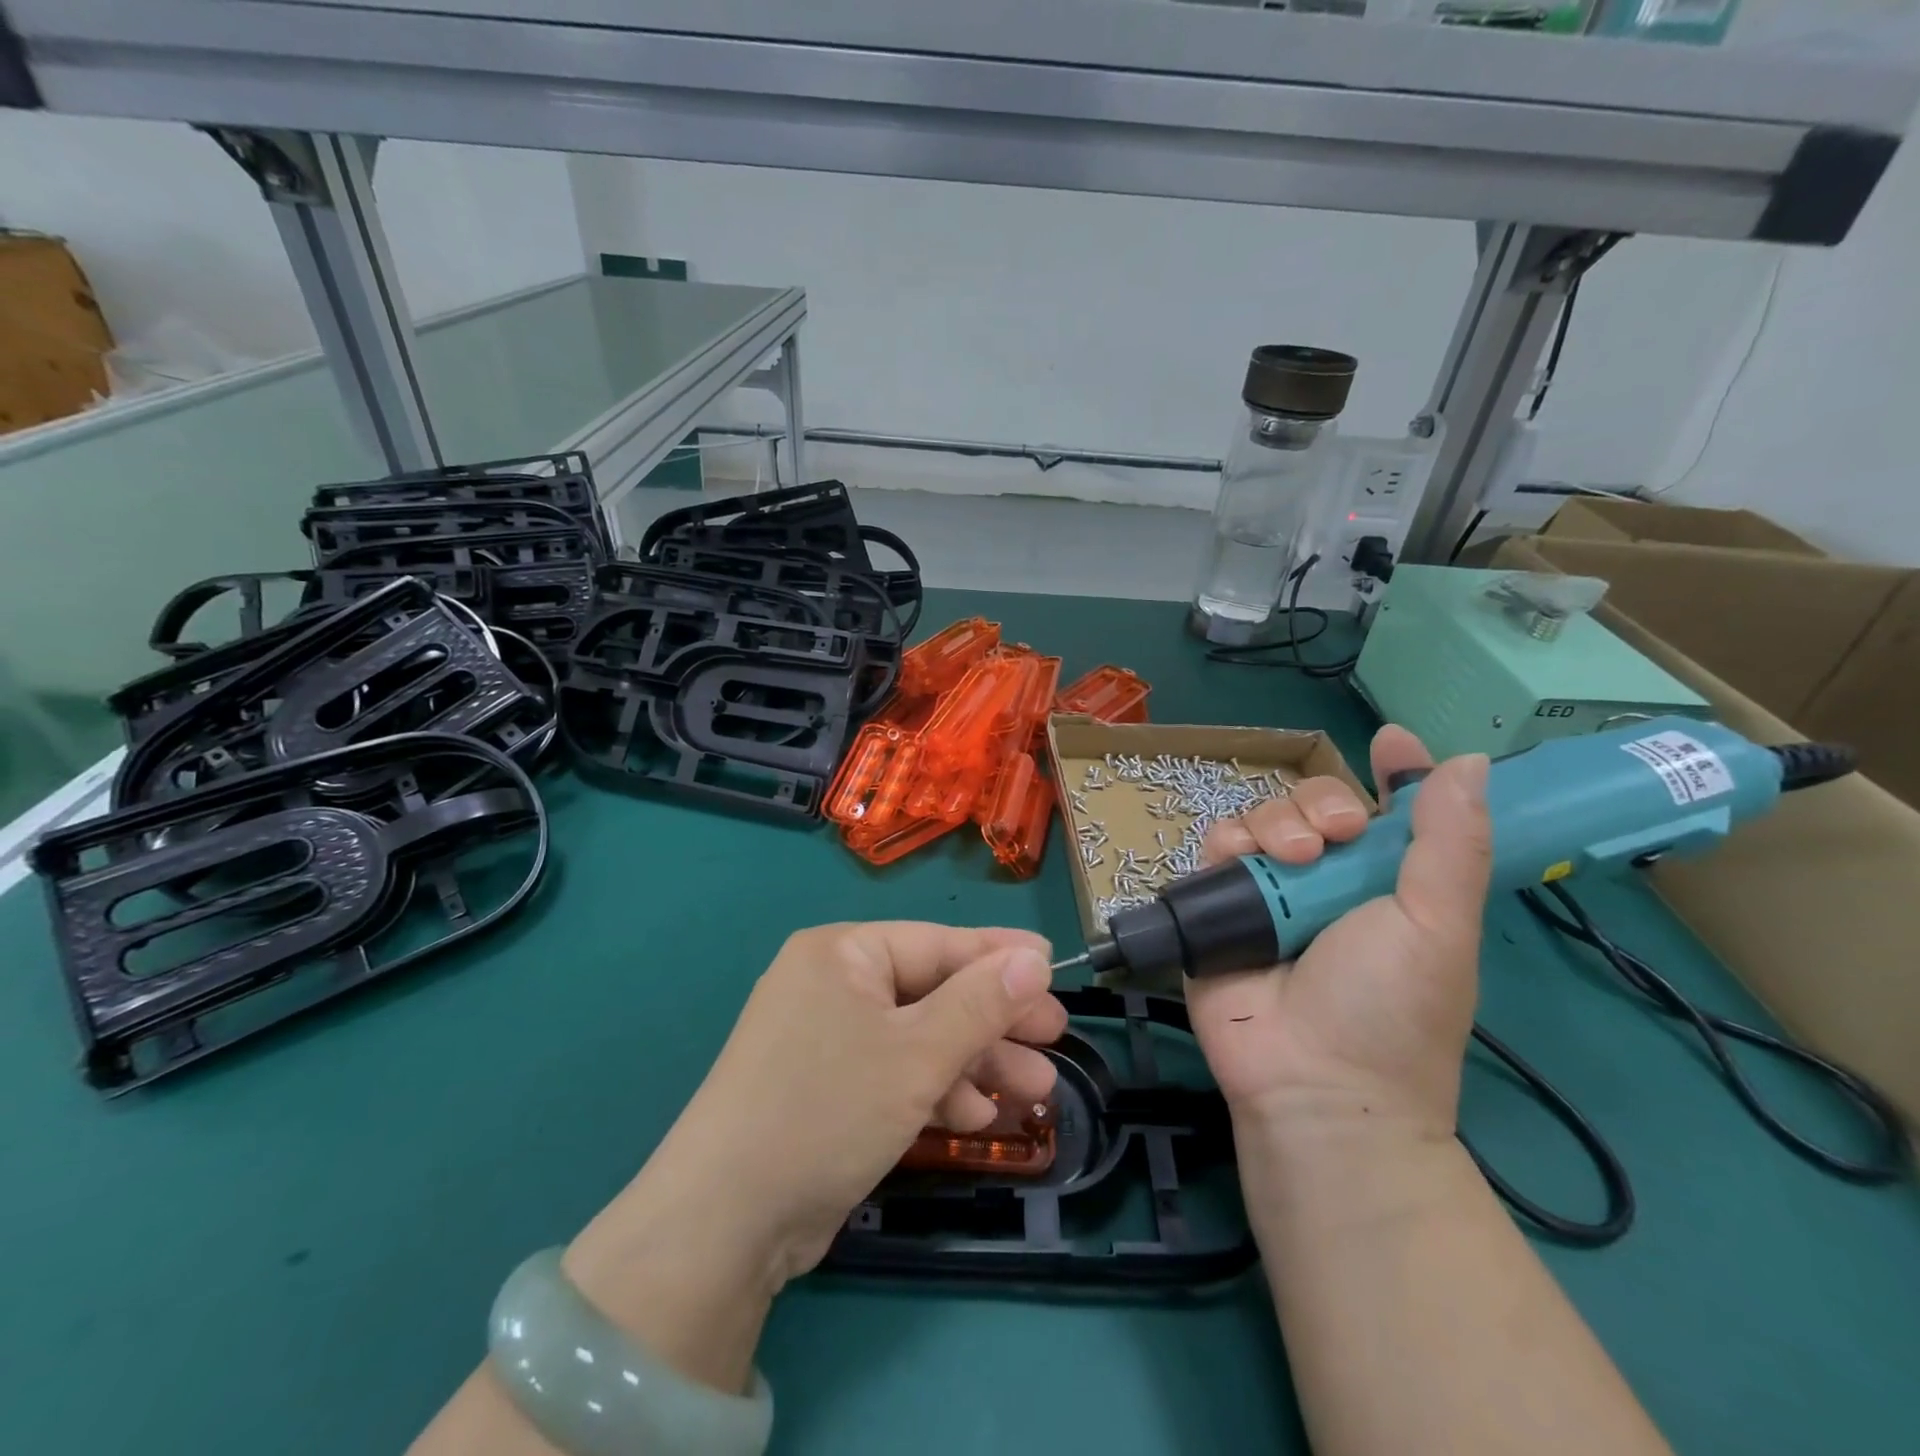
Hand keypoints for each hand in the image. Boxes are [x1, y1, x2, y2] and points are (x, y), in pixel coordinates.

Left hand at [664, 922, 1065, 1279]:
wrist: (723, 1223)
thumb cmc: (828, 1109)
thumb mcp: (917, 1053)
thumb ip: (980, 1003)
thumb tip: (1035, 960)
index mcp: (843, 953)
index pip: (937, 942)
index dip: (998, 957)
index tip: (1054, 968)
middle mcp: (832, 984)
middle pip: (932, 991)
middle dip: (994, 1020)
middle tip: (1055, 1037)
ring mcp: (826, 1039)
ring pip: (918, 1038)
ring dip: (974, 1062)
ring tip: (1036, 1089)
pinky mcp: (826, 1089)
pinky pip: (893, 1073)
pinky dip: (935, 1091)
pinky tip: (978, 1116)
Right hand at [1186, 726, 1491, 1139]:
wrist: (1312, 1082)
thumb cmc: (1391, 1008)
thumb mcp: (1439, 925)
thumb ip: (1450, 843)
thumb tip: (1469, 762)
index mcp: (1388, 882)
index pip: (1391, 810)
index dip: (1394, 773)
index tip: (1392, 745)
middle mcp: (1327, 880)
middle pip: (1316, 803)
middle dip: (1323, 803)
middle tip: (1334, 836)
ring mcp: (1270, 892)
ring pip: (1263, 817)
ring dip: (1275, 822)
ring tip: (1288, 859)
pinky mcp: (1219, 906)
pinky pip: (1215, 848)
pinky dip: (1226, 843)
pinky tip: (1238, 860)